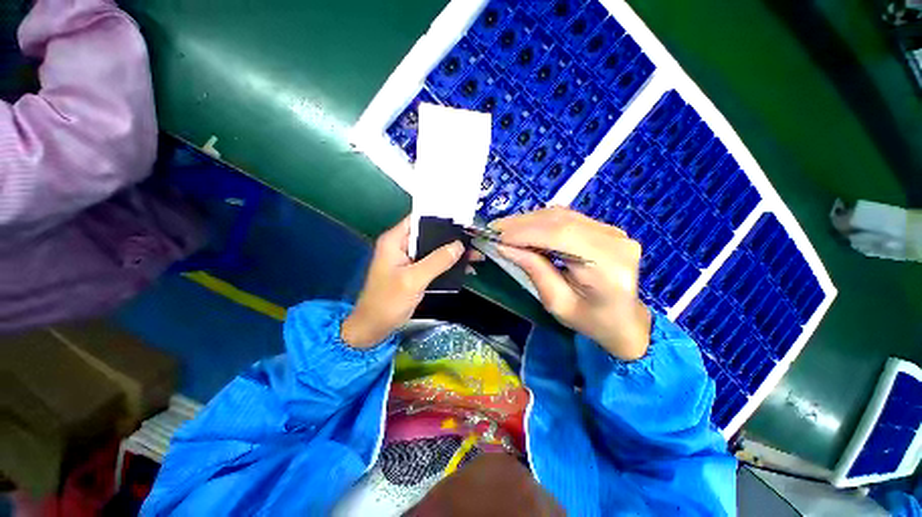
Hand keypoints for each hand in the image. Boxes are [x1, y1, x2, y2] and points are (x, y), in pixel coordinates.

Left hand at [341, 217, 464, 347]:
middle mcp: (402, 246)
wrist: (374, 327)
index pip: (418, 219)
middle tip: (474, 238)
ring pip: (434, 250)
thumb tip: (459, 245)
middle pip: (430, 234)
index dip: (440, 217)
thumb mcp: (413, 279)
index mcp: (395, 241)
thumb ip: (437, 261)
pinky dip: (448, 265)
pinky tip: (465, 268)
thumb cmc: (388, 301)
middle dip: (452, 237)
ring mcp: (409, 260)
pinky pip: (434, 263)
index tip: (462, 220)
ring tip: (475, 254)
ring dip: (453, 253)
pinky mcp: (415, 272)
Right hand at [491, 207, 651, 360]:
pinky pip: (568, 217)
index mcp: (608, 268)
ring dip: (530, 220)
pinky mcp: (606, 228)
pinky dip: (542, 221)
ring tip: (506, 229)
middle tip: (495, 229)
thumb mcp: (556, 303)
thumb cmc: (591, 321)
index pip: (561, 236)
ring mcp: (614, 231)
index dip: (526, 232)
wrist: (625, 320)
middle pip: (561, 221)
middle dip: (523, 224)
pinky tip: (525, 228)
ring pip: (563, 215)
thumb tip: (505, 247)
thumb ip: (534, 270)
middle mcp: (615, 242)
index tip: (498, 236)